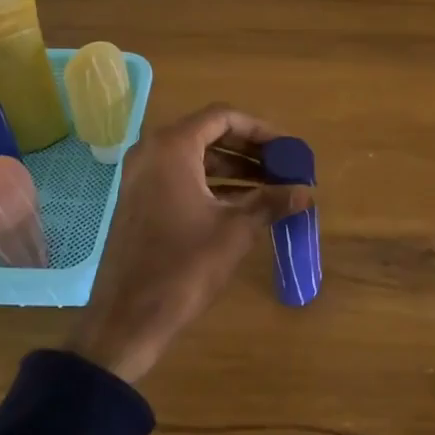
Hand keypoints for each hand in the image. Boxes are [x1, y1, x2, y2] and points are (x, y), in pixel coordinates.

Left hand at [69, 104, 312, 385]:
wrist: (128, 316)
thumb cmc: (184, 265)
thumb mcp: (235, 230)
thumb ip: (271, 202)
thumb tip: (306, 192)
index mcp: (172, 147)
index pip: (222, 117)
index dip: (259, 130)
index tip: (287, 149)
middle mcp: (152, 152)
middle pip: (208, 135)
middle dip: (248, 150)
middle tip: (282, 167)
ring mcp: (141, 177)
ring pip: (195, 158)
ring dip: (233, 169)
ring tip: (270, 187)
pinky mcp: (139, 201)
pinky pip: (180, 178)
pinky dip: (211, 185)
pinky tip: (242, 204)